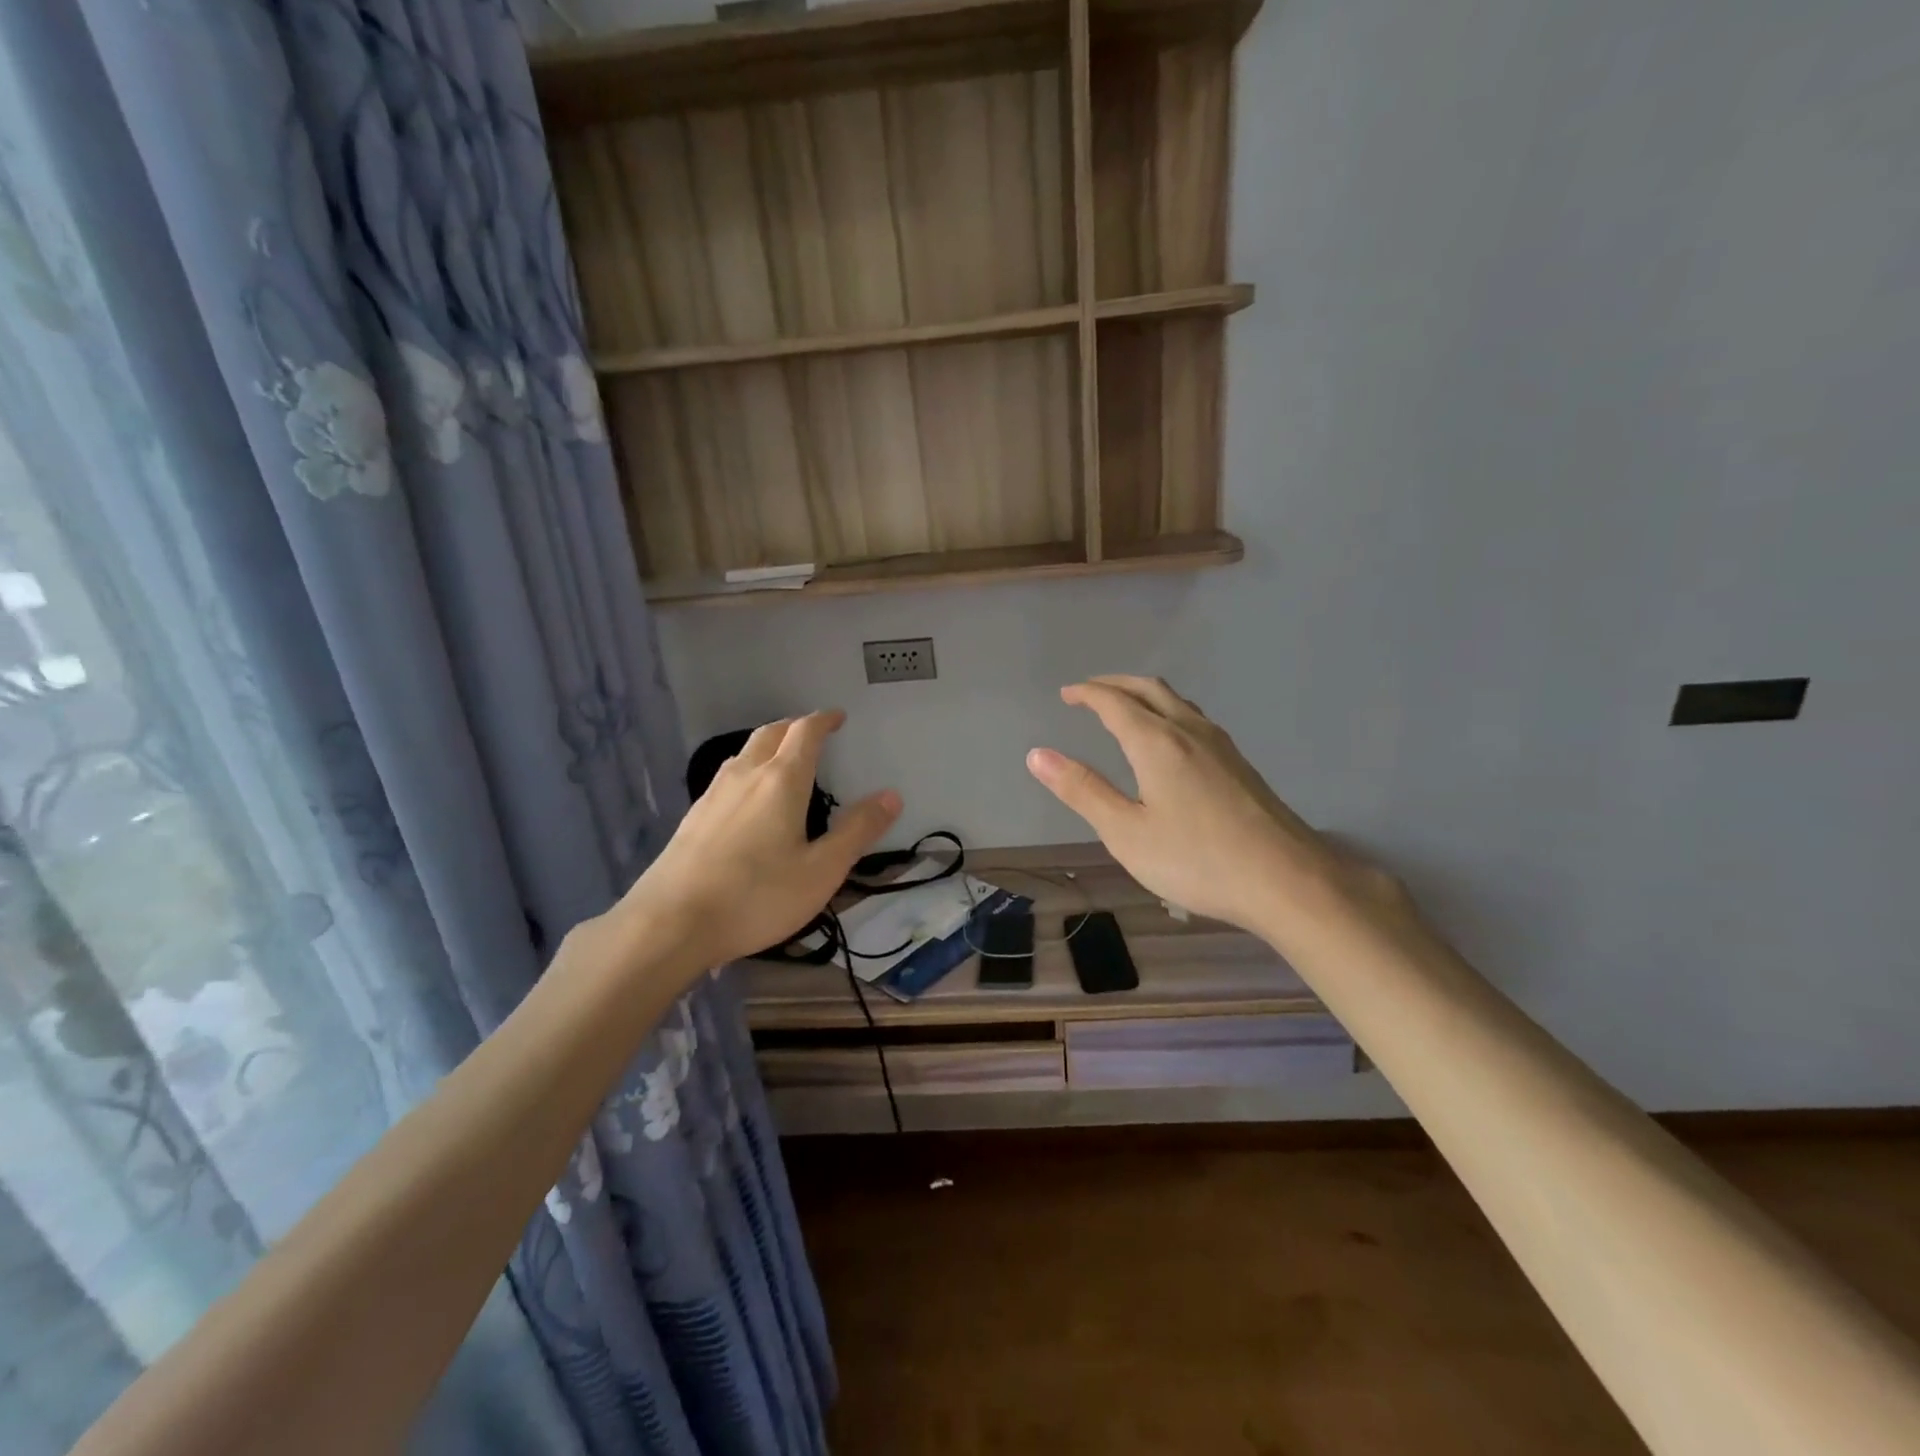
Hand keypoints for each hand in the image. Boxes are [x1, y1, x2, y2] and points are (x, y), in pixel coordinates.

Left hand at [613, 711, 900, 972]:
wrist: (670, 924)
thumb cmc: (756, 896)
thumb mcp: (821, 870)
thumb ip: (857, 831)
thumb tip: (891, 795)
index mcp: (781, 781)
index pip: (805, 733)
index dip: (824, 720)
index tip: (838, 717)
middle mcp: (745, 776)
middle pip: (770, 733)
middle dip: (794, 727)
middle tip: (813, 733)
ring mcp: (713, 795)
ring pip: (743, 753)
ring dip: (767, 746)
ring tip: (782, 760)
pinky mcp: (692, 818)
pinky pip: (726, 777)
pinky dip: (747, 771)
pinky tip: (746, 800)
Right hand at [1027, 677, 1406, 944]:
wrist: (1287, 880)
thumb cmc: (1197, 860)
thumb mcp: (1127, 832)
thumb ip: (1083, 791)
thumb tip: (1038, 754)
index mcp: (1157, 742)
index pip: (1114, 702)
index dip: (1087, 694)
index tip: (1066, 694)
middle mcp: (1190, 731)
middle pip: (1149, 689)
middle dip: (1115, 684)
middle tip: (1089, 692)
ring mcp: (1221, 745)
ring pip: (1177, 701)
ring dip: (1144, 694)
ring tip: (1124, 708)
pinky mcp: (1239, 764)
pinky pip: (1194, 719)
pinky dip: (1167, 712)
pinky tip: (1169, 740)